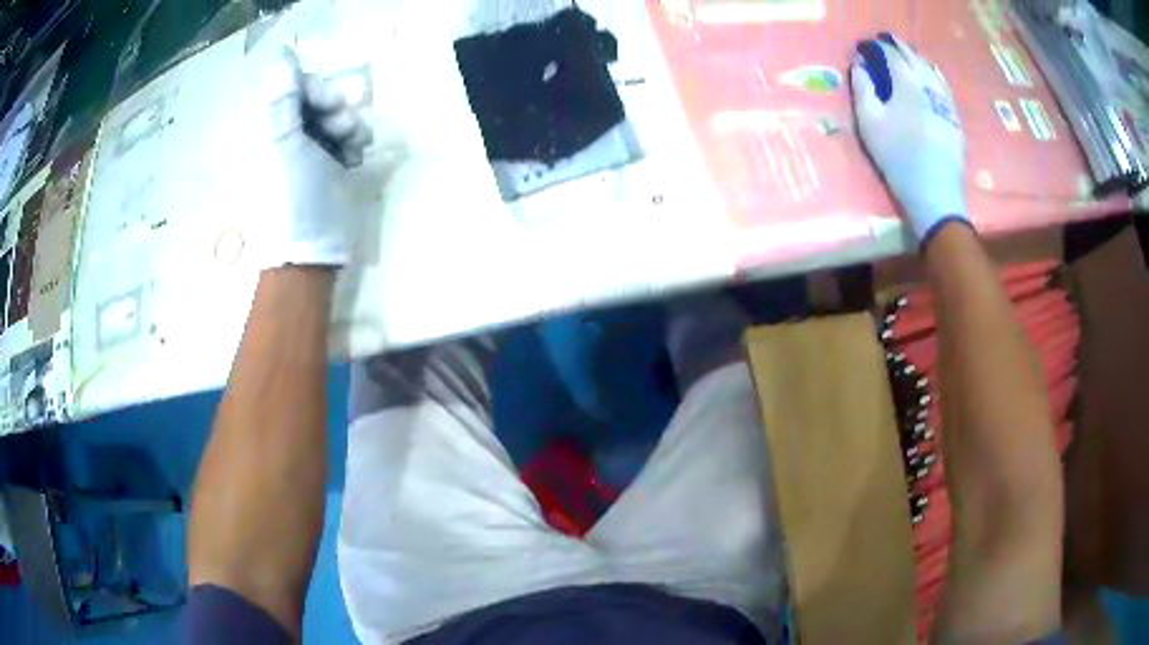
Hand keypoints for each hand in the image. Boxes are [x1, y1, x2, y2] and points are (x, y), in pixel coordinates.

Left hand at [260, 48, 373, 267]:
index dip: (318, 89)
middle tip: (346, 127)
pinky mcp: (327, 165)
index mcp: (270, 129)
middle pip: (317, 99)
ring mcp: (307, 151)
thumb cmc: (295, 198)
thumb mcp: (287, 145)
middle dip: (337, 108)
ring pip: (334, 117)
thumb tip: (280, 54)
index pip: (296, 86)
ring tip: (354, 148)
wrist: (312, 253)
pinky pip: (344, 137)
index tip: (333, 105)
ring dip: (350, 126)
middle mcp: (287, 134)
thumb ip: (285, 99)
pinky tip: (355, 158)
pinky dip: (353, 143)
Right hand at [850, 33, 968, 247]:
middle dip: (899, 47)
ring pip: (932, 70)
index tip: (867, 45)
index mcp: (907, 83)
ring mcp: (946, 102)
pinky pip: (944, 87)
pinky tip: (931, 78)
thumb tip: (860, 64)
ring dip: (917, 59)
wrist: (936, 195)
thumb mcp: (870, 124)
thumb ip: (863, 89)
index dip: (878, 46)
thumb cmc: (898, 159)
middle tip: (886, 43)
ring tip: (907, 57)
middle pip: (914, 57)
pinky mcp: (956, 119)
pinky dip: (933, 75)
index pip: (891, 54)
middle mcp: (930, 86)